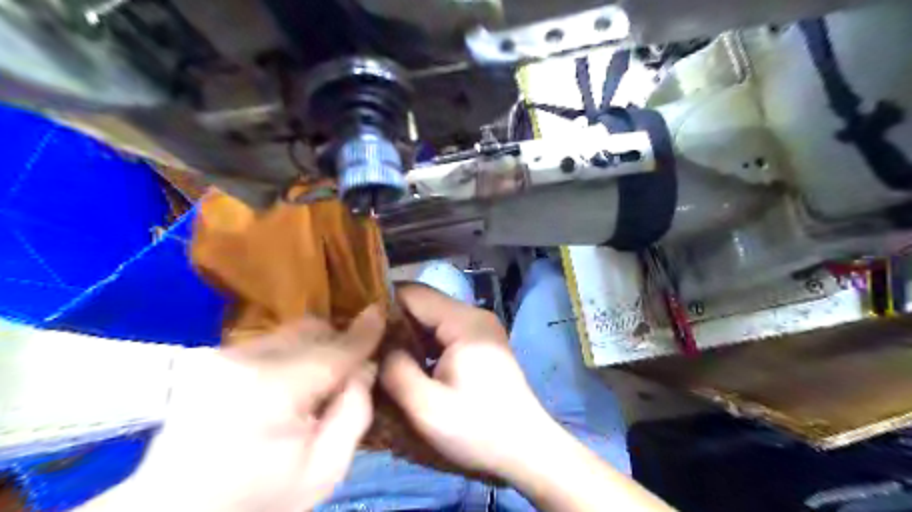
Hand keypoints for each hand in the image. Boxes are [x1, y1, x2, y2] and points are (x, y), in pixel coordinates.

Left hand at [97, 305, 382, 511]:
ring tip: (313, 384)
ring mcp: (221, 356)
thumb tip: (365, 366)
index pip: (333, 350)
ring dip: (313, 348)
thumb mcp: (325, 471)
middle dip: (337, 341)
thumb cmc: (258, 498)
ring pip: (290, 332)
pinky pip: (270, 341)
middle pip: (310, 330)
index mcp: (273, 390)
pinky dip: (289, 354)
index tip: (382, 312)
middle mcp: (243, 360)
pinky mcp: (211, 358)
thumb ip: (355, 412)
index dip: (363, 333)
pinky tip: (286, 386)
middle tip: (347, 371)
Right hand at [377, 283, 556, 480]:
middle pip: (422, 304)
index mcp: (463, 321)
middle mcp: (473, 315)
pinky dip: (422, 344)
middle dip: (392, 323)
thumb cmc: (478, 429)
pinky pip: (442, 333)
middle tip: (364, 346)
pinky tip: (407, 365)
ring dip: (406, 335)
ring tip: (380, 357)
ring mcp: (479, 328)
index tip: (355, 326)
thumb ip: (395, 370)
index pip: (412, 293)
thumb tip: (376, 346)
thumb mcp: (426, 407)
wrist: (525, 448)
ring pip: (430, 319)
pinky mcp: (479, 342)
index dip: (381, 305)